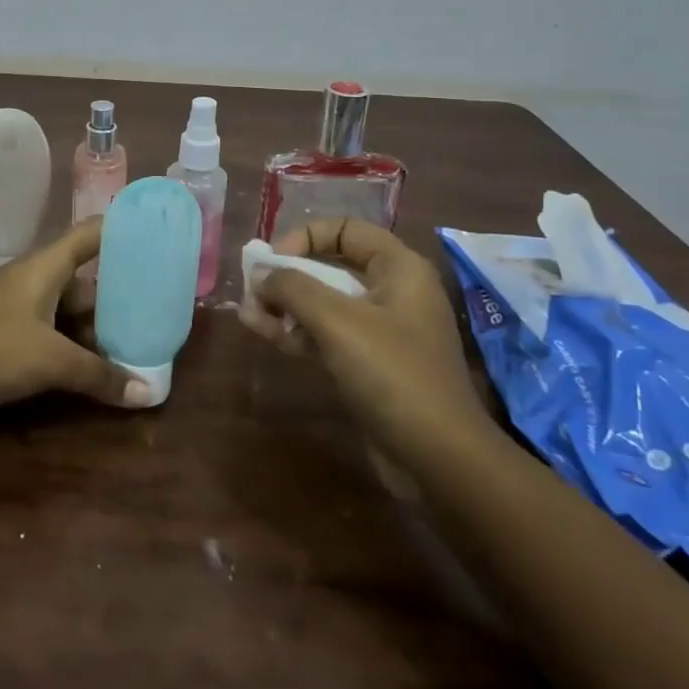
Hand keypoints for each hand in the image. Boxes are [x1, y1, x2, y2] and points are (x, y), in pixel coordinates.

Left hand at [0, 221, 151, 414]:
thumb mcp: (50, 360)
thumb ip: (99, 375)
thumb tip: (148, 393)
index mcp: (46, 266)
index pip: (91, 233)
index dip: (122, 228)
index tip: (155, 233)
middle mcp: (33, 279)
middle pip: (83, 280)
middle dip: (116, 299)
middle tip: (153, 314)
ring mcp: (15, 307)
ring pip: (66, 311)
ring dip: (93, 330)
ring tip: (130, 349)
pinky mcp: (2, 334)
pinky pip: (47, 333)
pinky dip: (69, 347)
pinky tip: (89, 370)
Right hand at [250, 220, 493, 463]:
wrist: (440, 459)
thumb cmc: (393, 374)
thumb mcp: (337, 322)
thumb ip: (292, 288)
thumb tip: (260, 274)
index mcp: (399, 268)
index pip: (346, 229)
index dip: (305, 237)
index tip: (273, 260)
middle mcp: (392, 292)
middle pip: (331, 266)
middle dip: (287, 276)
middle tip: (252, 290)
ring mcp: (382, 331)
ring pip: (324, 304)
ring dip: (285, 306)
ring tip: (248, 314)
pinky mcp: (370, 365)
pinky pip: (327, 335)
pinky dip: (297, 332)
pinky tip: (264, 332)